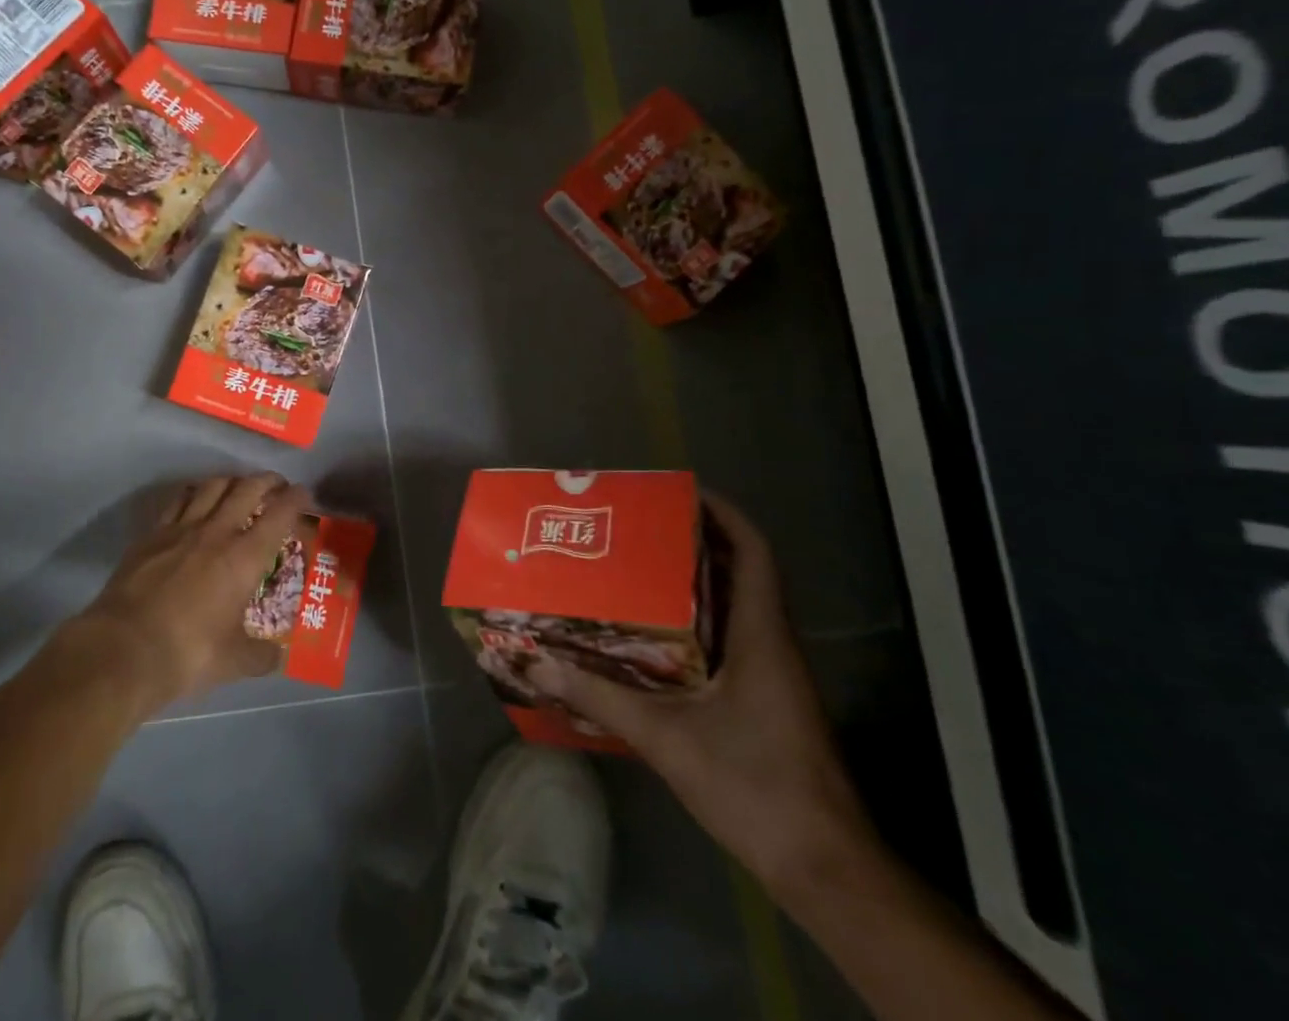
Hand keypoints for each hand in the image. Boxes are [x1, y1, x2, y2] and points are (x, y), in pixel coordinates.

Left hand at [71, 472, 309, 714]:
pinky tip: (195, 500)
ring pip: (212, 486)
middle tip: (277, 485)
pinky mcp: (152, 534)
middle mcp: (217, 531)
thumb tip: (278, 657)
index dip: (296, 499)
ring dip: (231, 481)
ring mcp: (181, 528)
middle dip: (267, 481)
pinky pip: (178, 500)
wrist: (123, 649)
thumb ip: (261, 656)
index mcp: (245, 557)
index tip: (304, 495)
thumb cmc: (188, 653)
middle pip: (247, 488)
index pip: (279, 514)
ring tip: (238, 487)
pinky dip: (194, 493)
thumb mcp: (234, 662)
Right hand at [529, 492, 878, 895]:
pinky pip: (729, 640)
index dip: (723, 513)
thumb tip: (537, 662)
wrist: (825, 870)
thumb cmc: (755, 786)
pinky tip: (650, 637)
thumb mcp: (667, 739)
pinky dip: (694, 623)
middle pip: (740, 571)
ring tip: (633, 569)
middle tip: (636, 527)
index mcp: (760, 635)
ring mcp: (772, 675)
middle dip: (693, 541)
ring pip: (734, 607)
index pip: (753, 552)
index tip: (679, 490)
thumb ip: (600, 697)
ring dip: (692, 583)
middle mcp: (771, 644)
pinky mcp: (765, 701)